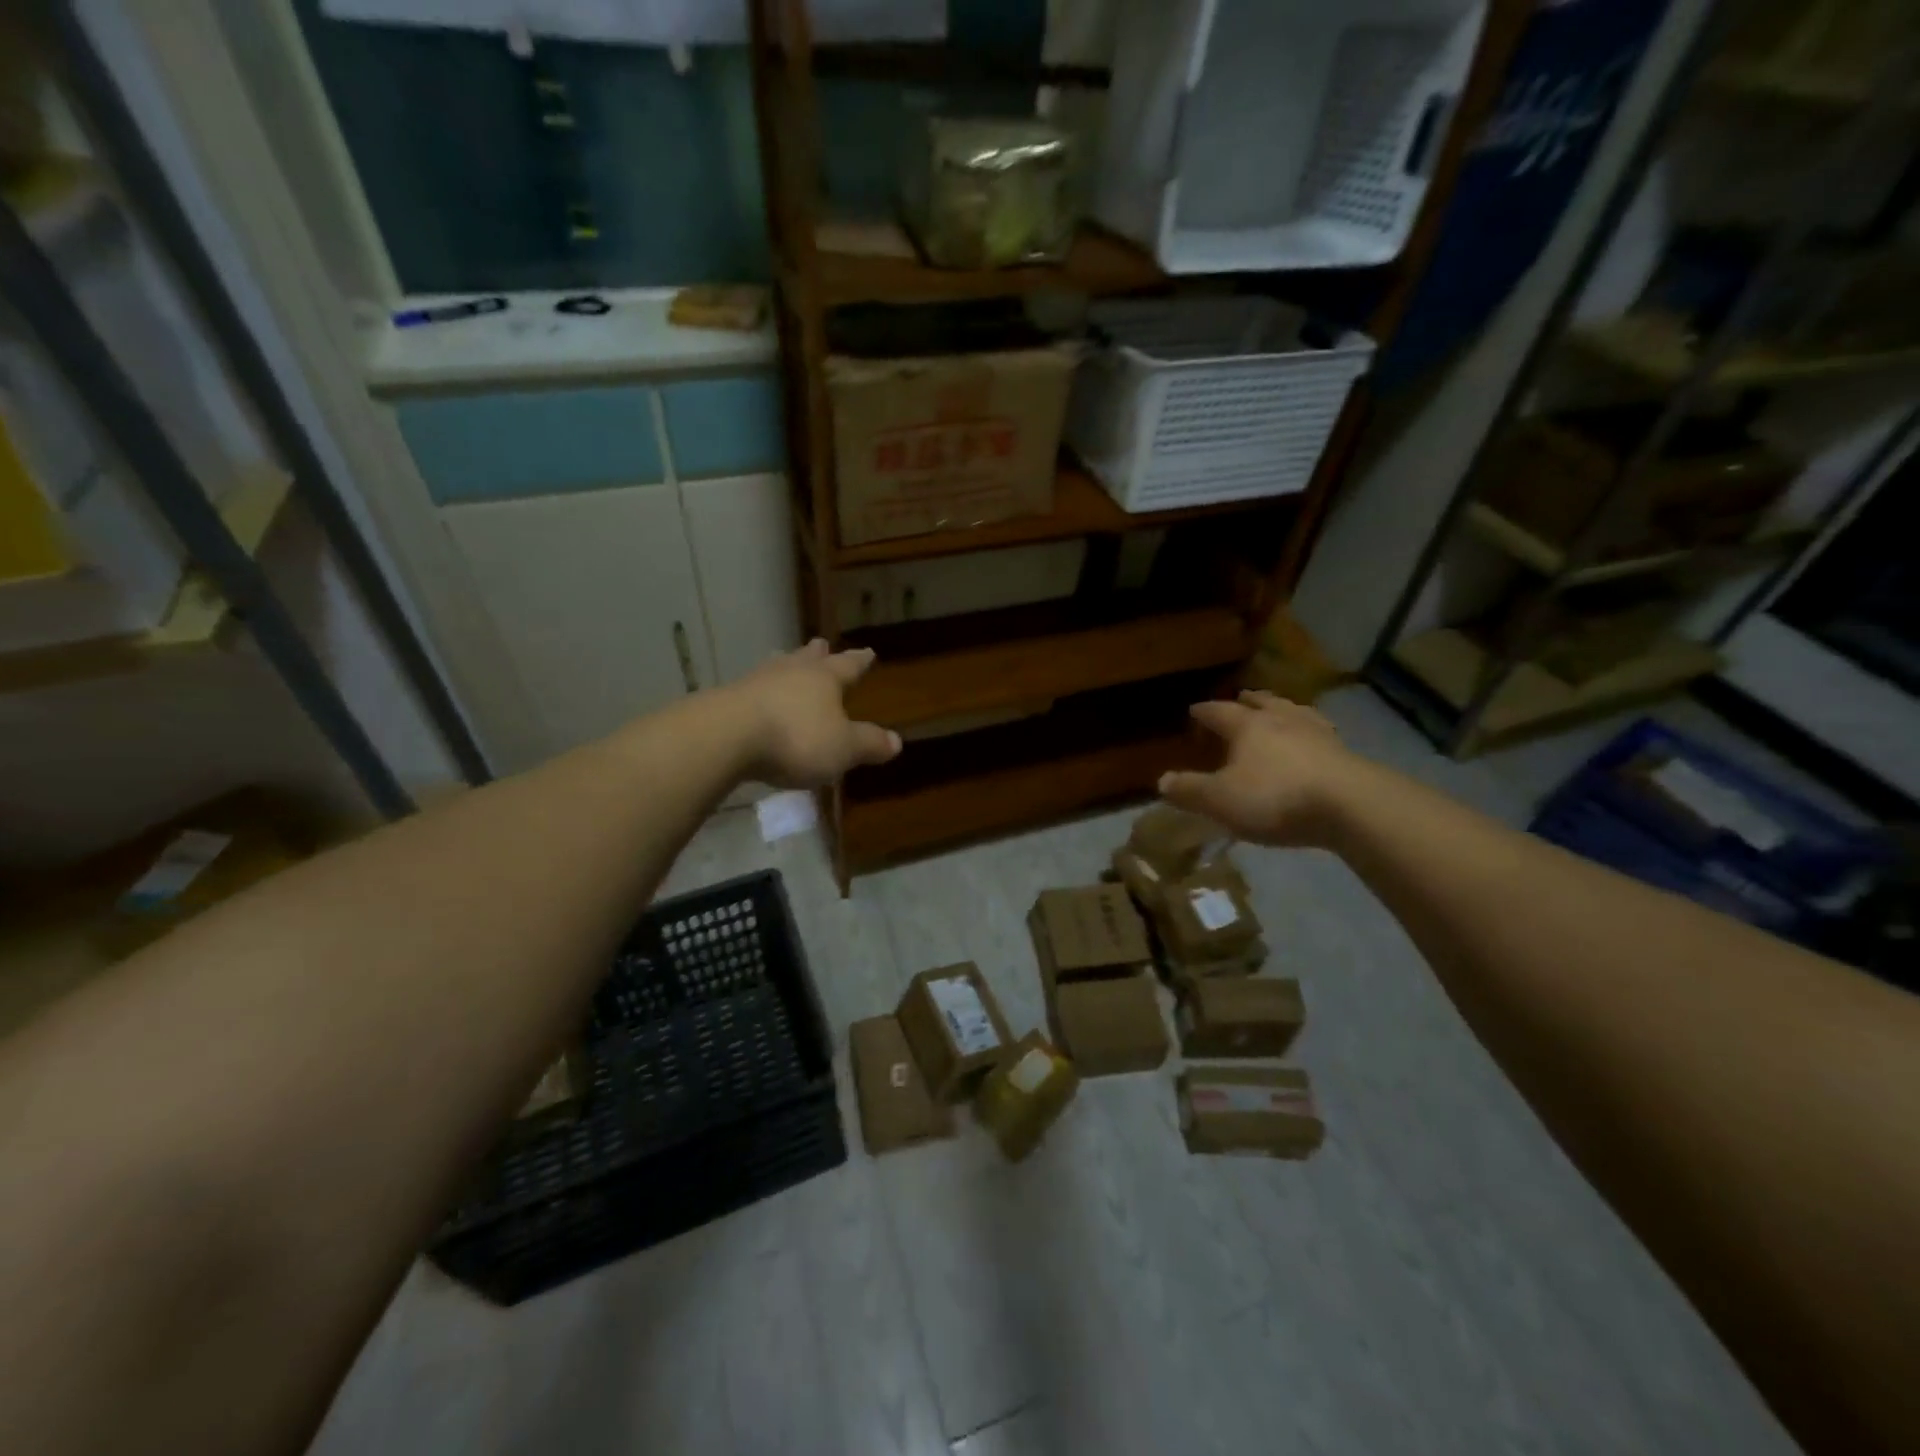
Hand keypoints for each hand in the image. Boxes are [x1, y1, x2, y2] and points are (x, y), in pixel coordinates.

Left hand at [727, 639, 901, 788]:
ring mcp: (756, 682)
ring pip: (776, 668)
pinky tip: (756, 695)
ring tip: (784, 659)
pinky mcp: (728, 700)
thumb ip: (869, 743)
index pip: (848, 666)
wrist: (727, 737)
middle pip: (808, 658)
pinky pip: (752, 690)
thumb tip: (897, 741)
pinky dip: (761, 691)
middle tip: (820, 643)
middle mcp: (792, 672)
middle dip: (818, 654)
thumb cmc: (796, 738)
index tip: (868, 651)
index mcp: (824, 678)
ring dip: (785, 665)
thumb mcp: (843, 748)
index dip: (859, 661)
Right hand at [1158, 691, 1359, 848]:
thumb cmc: (1275, 798)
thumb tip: (1162, 781)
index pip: (1220, 711)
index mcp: (1248, 726)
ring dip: (1283, 710)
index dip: (1205, 711)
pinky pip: (1321, 734)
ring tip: (1279, 711)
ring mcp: (1318, 734)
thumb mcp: (1220, 800)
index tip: (1194, 710)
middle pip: (1263, 703)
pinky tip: (1314, 741)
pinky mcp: (1345, 754)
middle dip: (1248, 701)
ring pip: (1295, 713)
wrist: (1350, 806)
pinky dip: (1310, 733)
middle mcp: (1282, 720)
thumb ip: (1189, 790)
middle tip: (1242, 698)